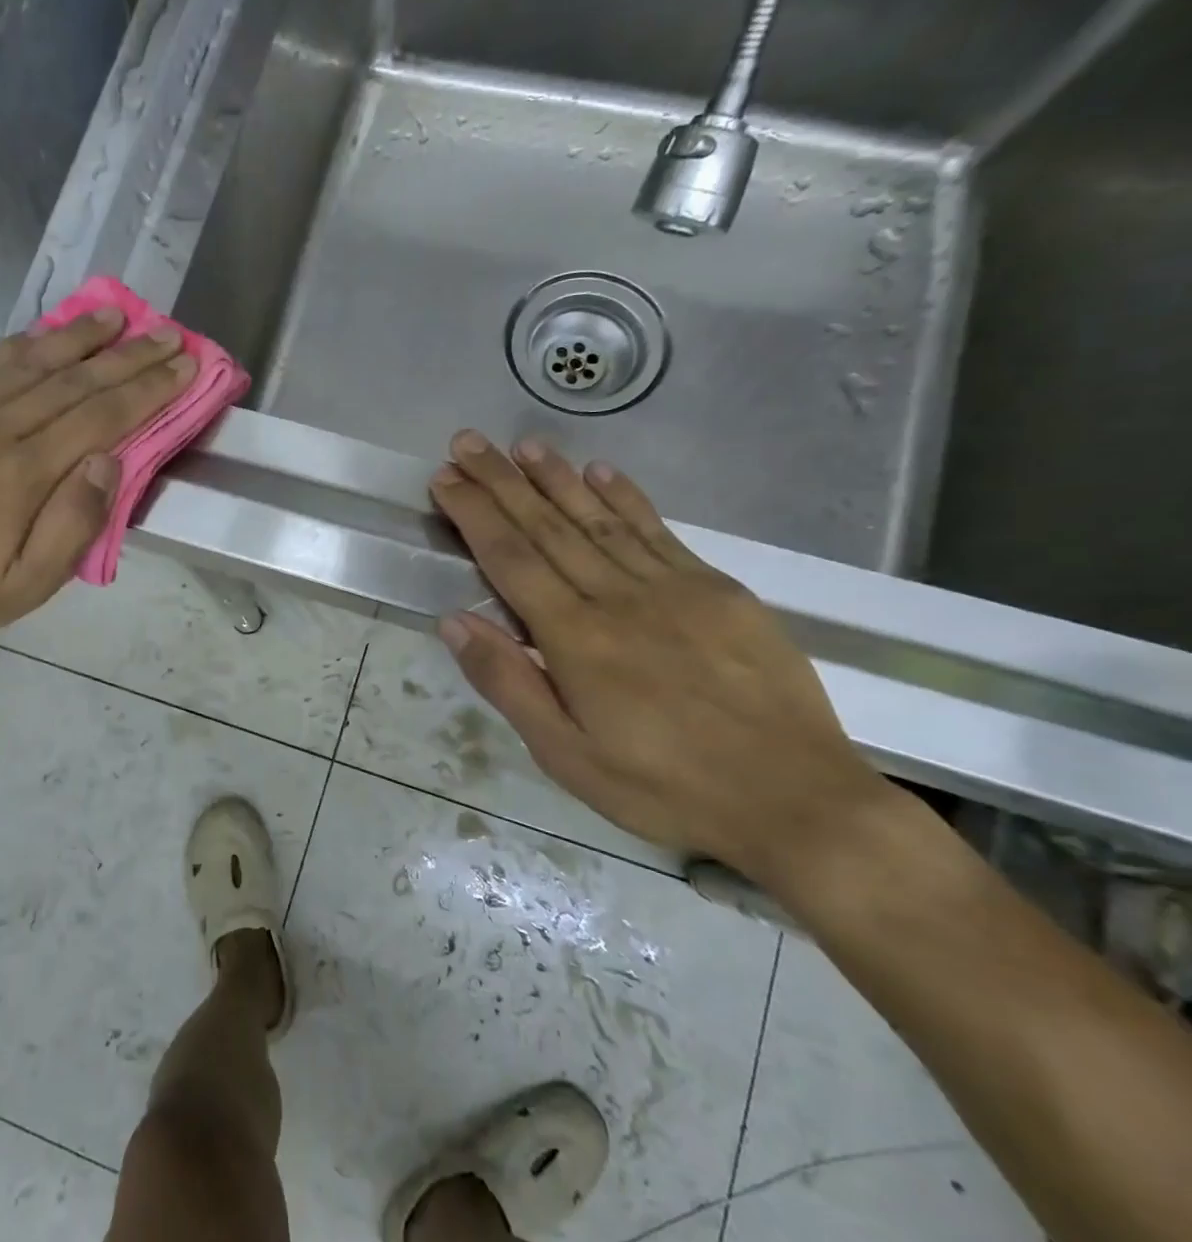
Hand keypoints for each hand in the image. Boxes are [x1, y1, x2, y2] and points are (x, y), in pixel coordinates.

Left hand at [0, 309, 194, 643]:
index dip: (148, 388)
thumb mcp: (33, 583)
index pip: (101, 416)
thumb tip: (110, 461)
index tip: (185, 363)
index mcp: (25, 473)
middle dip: (129, 355)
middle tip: (169, 332)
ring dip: (80, 335)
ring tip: (117, 314)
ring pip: (32, 361)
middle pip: (75, 380)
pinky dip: (26, 343)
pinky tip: (48, 331)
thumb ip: (76, 523)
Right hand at [428, 430, 892, 882]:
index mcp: (576, 639)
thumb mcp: (566, 755)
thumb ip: (509, 683)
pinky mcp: (719, 591)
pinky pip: (660, 531)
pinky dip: (626, 498)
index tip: (446, 478)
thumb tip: (455, 620)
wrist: (796, 800)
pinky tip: (602, 472)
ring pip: (600, 518)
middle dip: (502, 481)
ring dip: (557, 477)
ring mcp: (674, 588)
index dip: (474, 514)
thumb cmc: (664, 788)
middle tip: (468, 441)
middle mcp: (619, 598)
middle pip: (548, 526)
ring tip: (522, 445)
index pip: (510, 559)